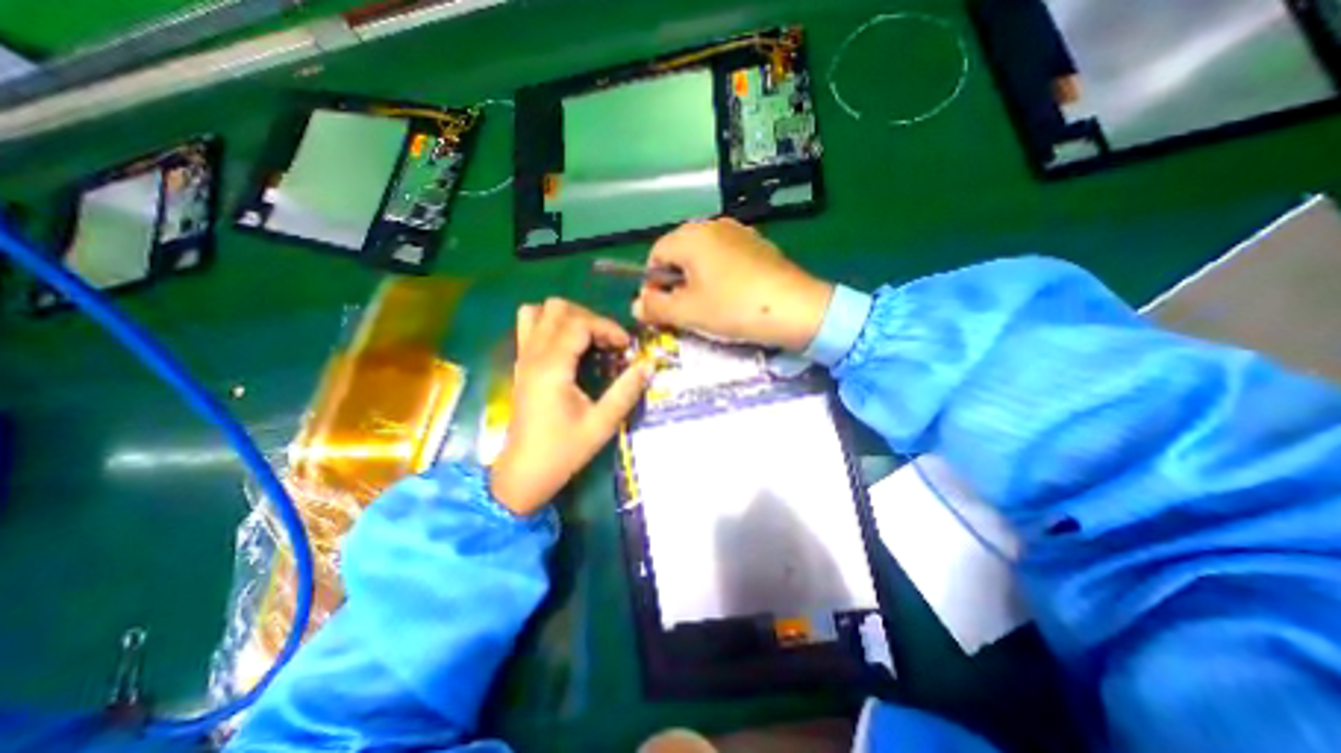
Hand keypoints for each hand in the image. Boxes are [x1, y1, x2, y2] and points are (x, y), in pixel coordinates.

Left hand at [494, 297, 657, 515]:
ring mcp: (523, 358)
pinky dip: (551, 325)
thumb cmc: (563, 450)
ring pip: (538, 312)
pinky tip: (569, 347)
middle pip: (557, 308)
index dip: (607, 327)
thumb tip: (649, 364)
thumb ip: (626, 391)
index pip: (579, 323)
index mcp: (552, 367)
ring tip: (587, 339)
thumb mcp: (602, 424)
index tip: (626, 346)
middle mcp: (534, 355)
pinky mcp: (521, 366)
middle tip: (608, 342)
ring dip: (566, 318)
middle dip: (588, 318)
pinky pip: (530, 327)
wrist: (524, 473)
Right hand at [635, 214, 833, 348]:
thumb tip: (636, 305)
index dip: (652, 283)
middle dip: (675, 283)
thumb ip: (655, 307)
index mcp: (690, 236)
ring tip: (709, 307)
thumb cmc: (732, 308)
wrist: (795, 308)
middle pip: (679, 254)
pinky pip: (726, 259)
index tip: (661, 309)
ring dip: (697, 281)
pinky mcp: (758, 245)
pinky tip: (732, 297)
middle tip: (684, 311)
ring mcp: (739, 233)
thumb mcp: (687, 312)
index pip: (655, 255)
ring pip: (703, 257)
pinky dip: (720, 276)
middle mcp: (713, 226)